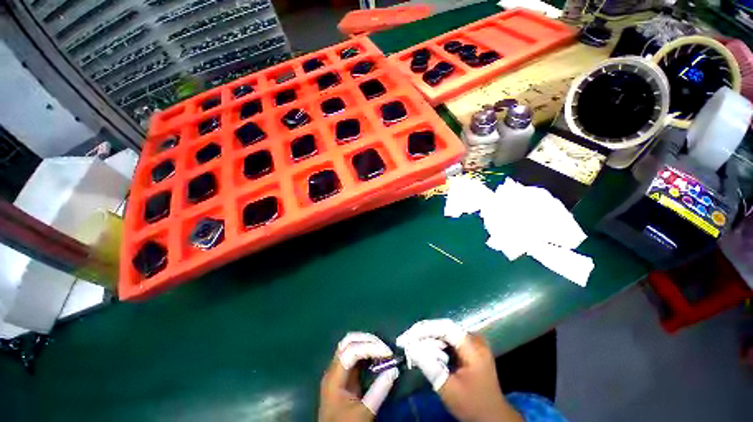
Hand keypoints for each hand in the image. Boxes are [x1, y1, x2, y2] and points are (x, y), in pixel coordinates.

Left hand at [319, 333, 399, 421]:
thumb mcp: (364, 413)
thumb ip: (379, 391)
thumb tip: (394, 370)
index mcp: (334, 378)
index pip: (351, 351)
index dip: (370, 348)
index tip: (388, 353)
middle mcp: (333, 369)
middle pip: (348, 342)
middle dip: (368, 340)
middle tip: (385, 348)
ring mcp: (337, 370)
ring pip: (350, 344)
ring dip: (367, 342)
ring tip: (382, 349)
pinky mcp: (343, 373)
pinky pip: (353, 353)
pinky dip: (366, 350)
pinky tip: (376, 355)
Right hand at [397, 319, 522, 421]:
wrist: (493, 416)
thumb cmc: (472, 405)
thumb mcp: (449, 389)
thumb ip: (430, 366)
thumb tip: (410, 347)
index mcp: (473, 349)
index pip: (446, 328)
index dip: (425, 329)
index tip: (408, 336)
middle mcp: (475, 339)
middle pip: (445, 328)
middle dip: (424, 333)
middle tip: (407, 341)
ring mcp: (474, 342)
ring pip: (446, 333)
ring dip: (429, 338)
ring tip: (413, 345)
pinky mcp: (471, 347)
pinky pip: (450, 339)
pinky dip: (437, 344)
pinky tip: (426, 350)